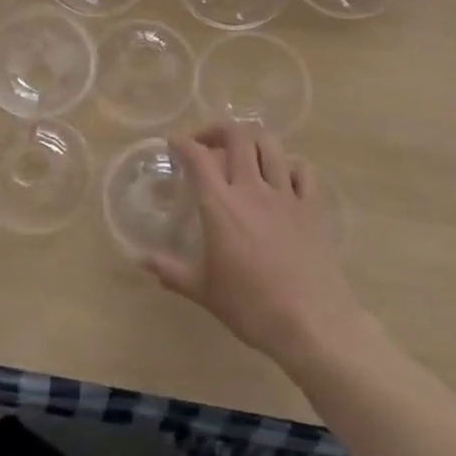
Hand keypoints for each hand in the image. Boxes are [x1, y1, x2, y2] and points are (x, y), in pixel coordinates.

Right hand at [146, 124, 365, 368]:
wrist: (312, 324)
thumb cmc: (251, 307)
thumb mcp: (204, 292)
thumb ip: (171, 271)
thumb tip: (142, 260)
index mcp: (220, 205)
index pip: (197, 157)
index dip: (182, 143)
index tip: (174, 144)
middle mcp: (251, 189)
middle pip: (237, 136)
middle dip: (218, 130)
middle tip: (207, 144)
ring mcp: (286, 195)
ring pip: (270, 145)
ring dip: (253, 142)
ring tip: (243, 155)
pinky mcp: (313, 207)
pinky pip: (303, 170)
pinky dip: (289, 165)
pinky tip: (282, 176)